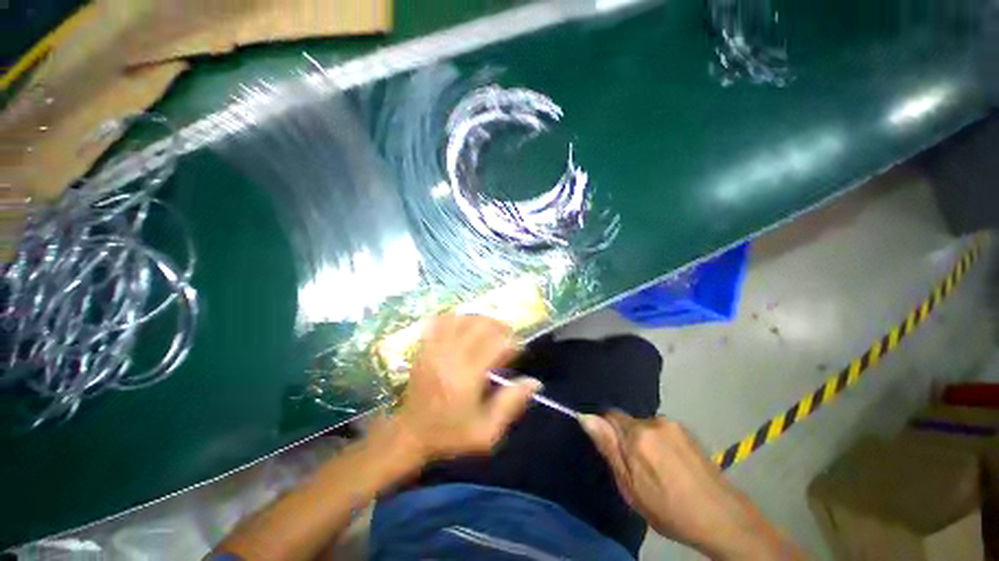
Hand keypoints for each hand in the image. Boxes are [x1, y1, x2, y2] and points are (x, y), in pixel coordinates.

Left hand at [393, 314, 540, 461]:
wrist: (411, 433)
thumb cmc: (451, 435)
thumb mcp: (486, 432)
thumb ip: (511, 405)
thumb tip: (535, 382)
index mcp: (467, 377)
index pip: (496, 344)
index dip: (512, 342)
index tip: (517, 350)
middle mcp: (451, 356)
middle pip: (480, 324)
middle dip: (499, 326)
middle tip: (506, 337)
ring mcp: (434, 348)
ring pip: (462, 318)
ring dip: (480, 320)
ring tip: (488, 330)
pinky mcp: (424, 347)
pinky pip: (441, 320)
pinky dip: (457, 318)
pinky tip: (464, 326)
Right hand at [580, 411, 801, 559]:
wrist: (722, 518)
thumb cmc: (669, 508)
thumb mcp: (631, 486)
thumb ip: (608, 448)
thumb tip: (586, 417)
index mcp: (637, 434)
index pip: (609, 415)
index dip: (605, 431)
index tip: (612, 452)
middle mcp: (654, 421)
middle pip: (627, 421)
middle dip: (626, 439)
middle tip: (635, 469)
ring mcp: (673, 424)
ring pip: (644, 426)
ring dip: (643, 441)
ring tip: (656, 470)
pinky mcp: (687, 431)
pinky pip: (661, 430)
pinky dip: (658, 443)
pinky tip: (670, 466)